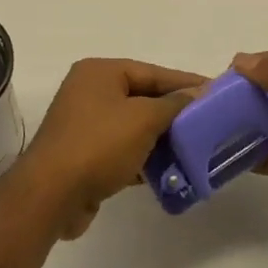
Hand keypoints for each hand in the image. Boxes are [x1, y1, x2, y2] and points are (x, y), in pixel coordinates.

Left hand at [17, 58, 203, 239]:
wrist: (51, 195)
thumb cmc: (98, 145)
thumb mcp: (143, 119)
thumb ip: (173, 104)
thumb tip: (197, 92)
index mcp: (100, 72)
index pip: (152, 72)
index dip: (185, 82)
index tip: (216, 92)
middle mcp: (90, 92)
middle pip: (143, 97)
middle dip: (174, 113)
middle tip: (209, 123)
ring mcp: (85, 124)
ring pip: (134, 126)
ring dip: (162, 138)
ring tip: (196, 149)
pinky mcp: (85, 155)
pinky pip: (123, 149)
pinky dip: (145, 158)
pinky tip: (170, 171)